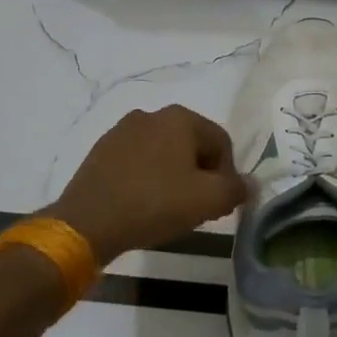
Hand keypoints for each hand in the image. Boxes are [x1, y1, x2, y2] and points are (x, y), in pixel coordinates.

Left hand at [45, 105, 250, 264]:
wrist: (87, 222)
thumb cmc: (154, 203)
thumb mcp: (208, 200)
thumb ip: (236, 189)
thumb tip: (248, 184)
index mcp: (180, 117)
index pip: (221, 143)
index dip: (227, 175)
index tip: (219, 205)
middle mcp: (151, 115)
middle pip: (192, 146)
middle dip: (200, 175)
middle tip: (197, 208)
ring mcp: (122, 130)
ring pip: (164, 153)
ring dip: (173, 177)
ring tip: (168, 209)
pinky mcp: (101, 151)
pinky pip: (137, 162)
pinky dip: (147, 179)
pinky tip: (142, 204)